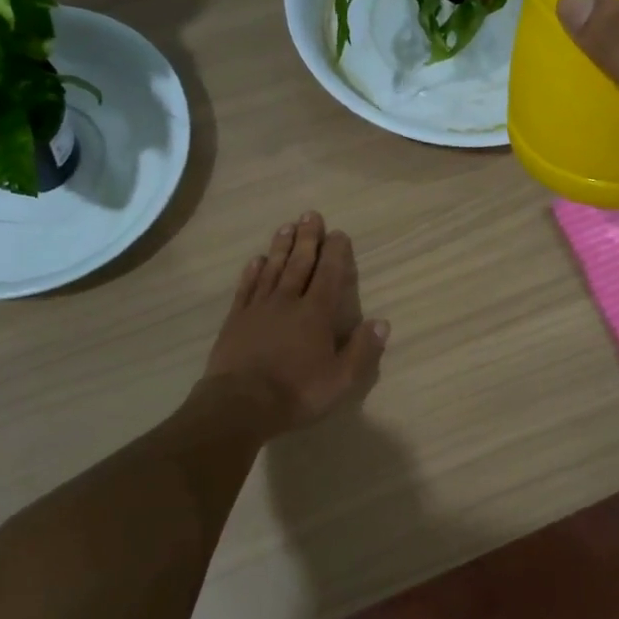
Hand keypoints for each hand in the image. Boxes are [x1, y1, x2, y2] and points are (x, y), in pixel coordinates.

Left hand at [201, 212, 388, 437]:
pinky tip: (257, 259)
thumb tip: (382, 322)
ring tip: (287, 226)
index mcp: (316, 314)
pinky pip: (246, 287)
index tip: (339, 233)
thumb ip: (362, 350)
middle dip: (307, 238)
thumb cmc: (296, 392)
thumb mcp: (341, 380)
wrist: (240, 404)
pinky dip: (253, 271)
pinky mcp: (236, 319)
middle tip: (311, 215)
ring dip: (281, 247)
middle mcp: (288, 301)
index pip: (329, 274)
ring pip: (273, 269)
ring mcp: (258, 308)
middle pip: (300, 263)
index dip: (336, 252)